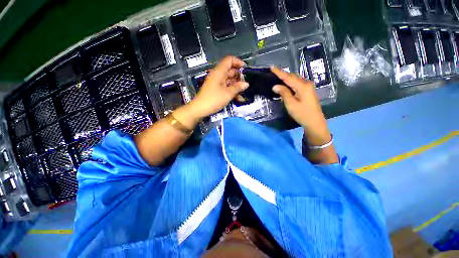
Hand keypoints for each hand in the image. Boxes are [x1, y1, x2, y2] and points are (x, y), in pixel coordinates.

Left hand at [188, 56, 248, 118]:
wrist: (200, 109)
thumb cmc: (213, 100)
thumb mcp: (227, 94)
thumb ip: (237, 87)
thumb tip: (246, 84)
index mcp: (219, 72)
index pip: (229, 60)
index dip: (238, 62)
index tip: (245, 70)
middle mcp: (217, 75)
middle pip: (230, 70)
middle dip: (239, 76)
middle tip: (246, 83)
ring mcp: (216, 82)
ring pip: (229, 80)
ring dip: (236, 85)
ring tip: (244, 92)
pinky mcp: (216, 89)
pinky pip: (226, 86)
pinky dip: (232, 90)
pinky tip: (238, 97)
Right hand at [270, 67, 331, 145]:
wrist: (314, 122)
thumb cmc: (302, 114)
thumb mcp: (291, 104)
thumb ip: (283, 93)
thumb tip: (275, 86)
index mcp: (302, 86)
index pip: (288, 77)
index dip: (279, 72)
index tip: (271, 67)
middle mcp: (306, 84)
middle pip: (292, 77)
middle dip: (282, 75)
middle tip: (272, 74)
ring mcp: (308, 87)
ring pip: (295, 80)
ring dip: (286, 79)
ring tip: (277, 79)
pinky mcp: (307, 91)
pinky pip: (297, 84)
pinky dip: (290, 84)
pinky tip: (285, 86)